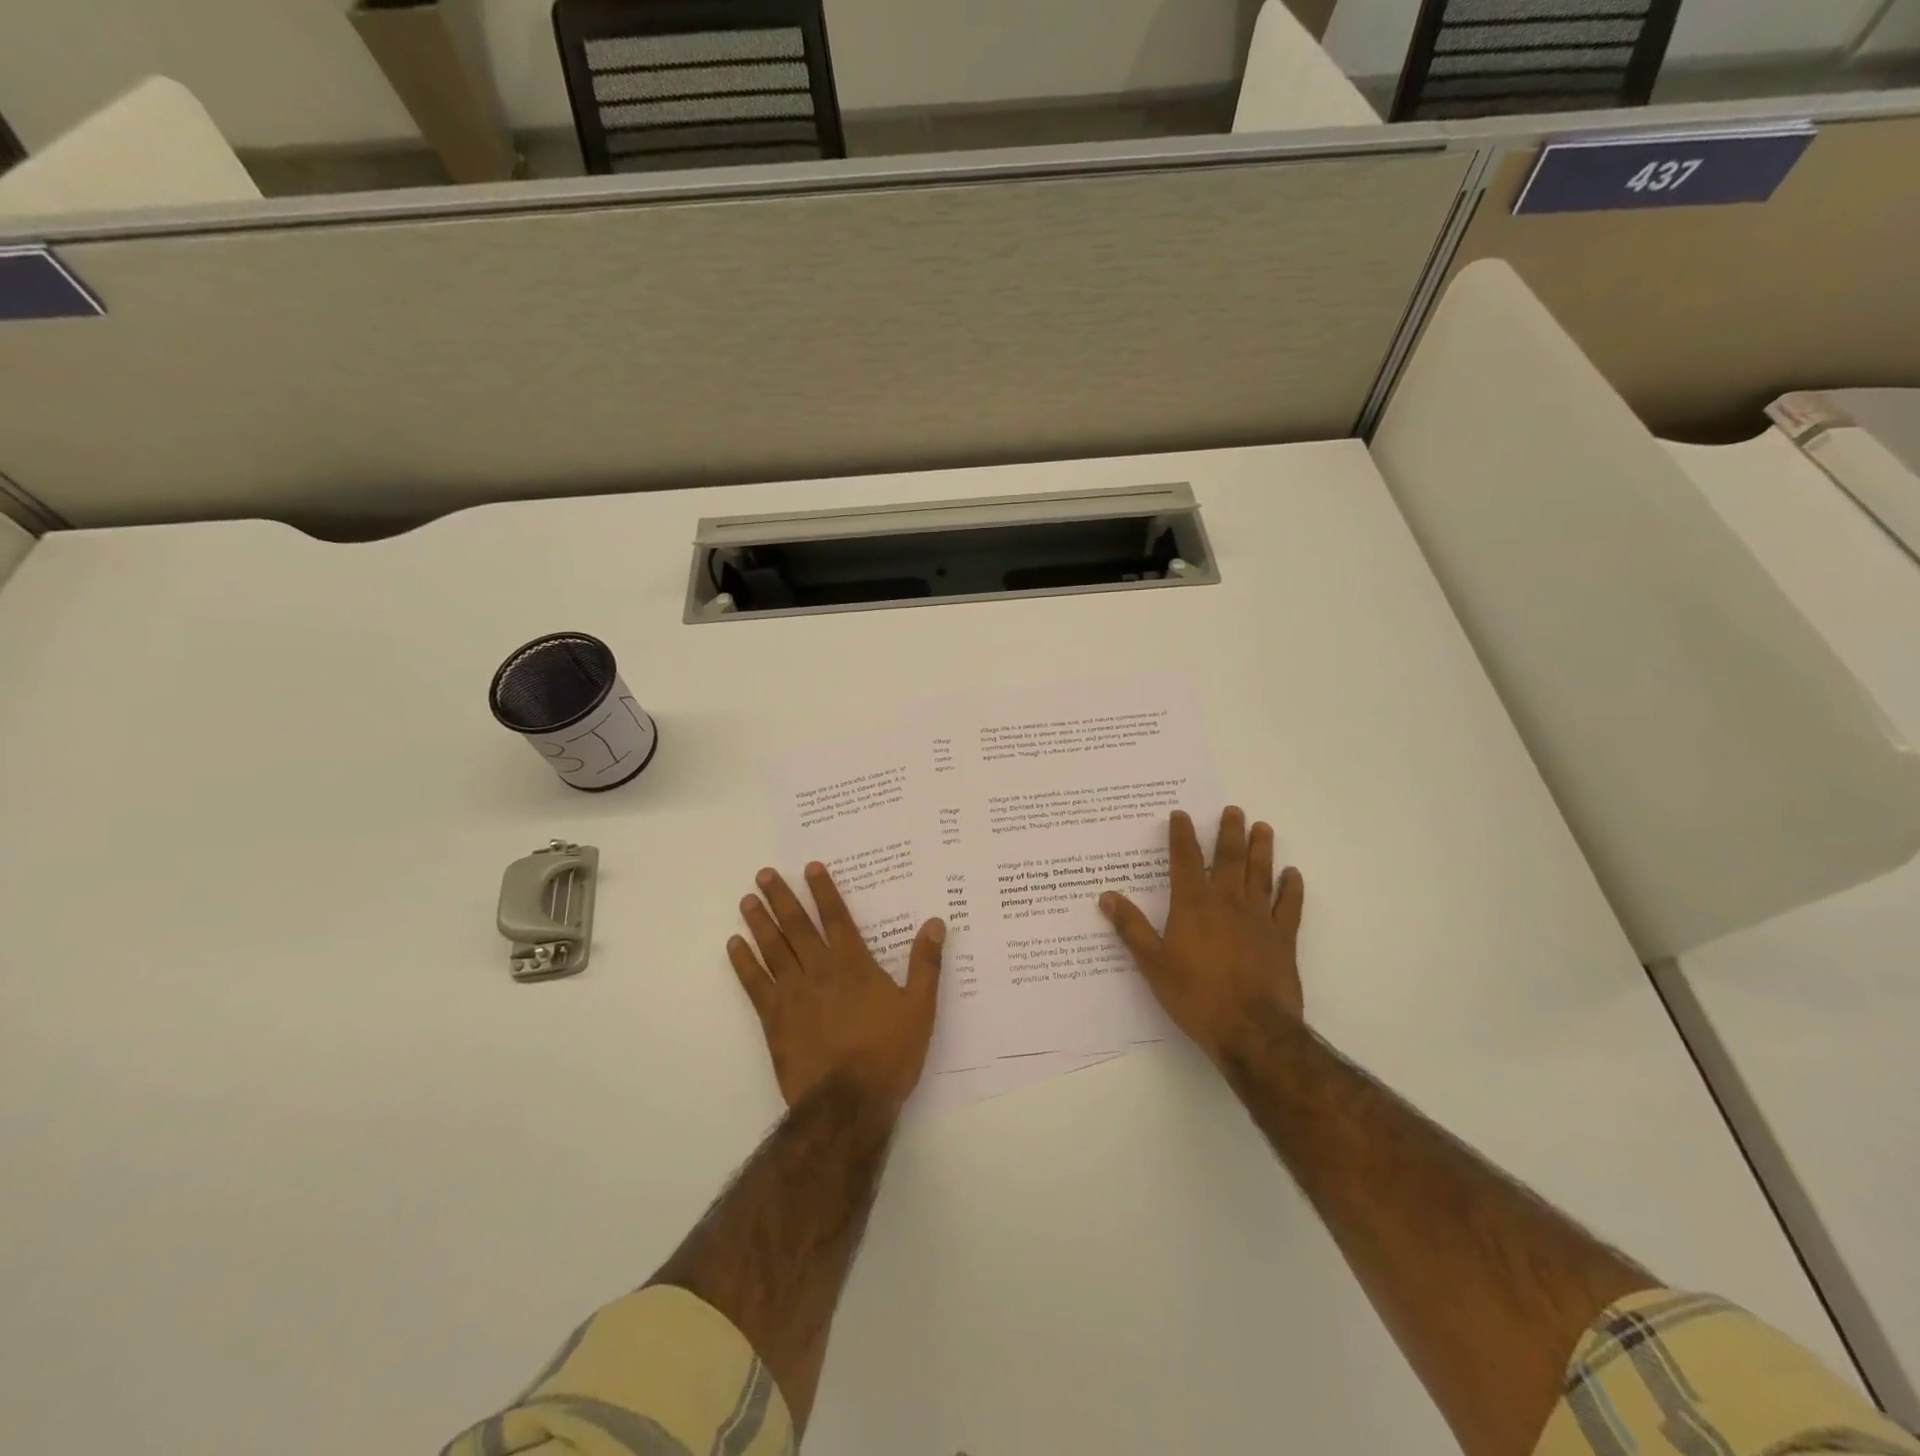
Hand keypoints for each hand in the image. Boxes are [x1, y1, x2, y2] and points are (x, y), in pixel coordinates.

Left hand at [728, 862, 944, 1115]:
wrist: (848, 1102)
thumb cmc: (889, 1053)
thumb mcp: (920, 1007)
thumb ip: (926, 964)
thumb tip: (935, 923)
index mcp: (854, 964)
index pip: (836, 917)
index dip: (823, 890)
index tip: (809, 867)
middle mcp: (820, 970)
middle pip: (797, 926)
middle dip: (781, 897)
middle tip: (764, 874)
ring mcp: (793, 993)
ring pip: (773, 948)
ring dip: (759, 922)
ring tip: (746, 900)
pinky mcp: (774, 1019)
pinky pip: (754, 983)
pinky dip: (743, 962)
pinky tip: (734, 945)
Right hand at [1099, 807, 1305, 1063]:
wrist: (1251, 1030)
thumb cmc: (1196, 996)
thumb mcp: (1153, 964)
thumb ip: (1131, 927)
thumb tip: (1106, 896)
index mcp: (1193, 905)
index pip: (1185, 860)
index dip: (1181, 835)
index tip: (1180, 814)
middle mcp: (1228, 902)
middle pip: (1229, 858)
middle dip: (1229, 832)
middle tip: (1233, 810)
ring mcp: (1260, 918)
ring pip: (1261, 874)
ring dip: (1262, 849)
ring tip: (1262, 827)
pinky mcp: (1283, 938)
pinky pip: (1289, 906)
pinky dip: (1292, 888)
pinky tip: (1293, 874)